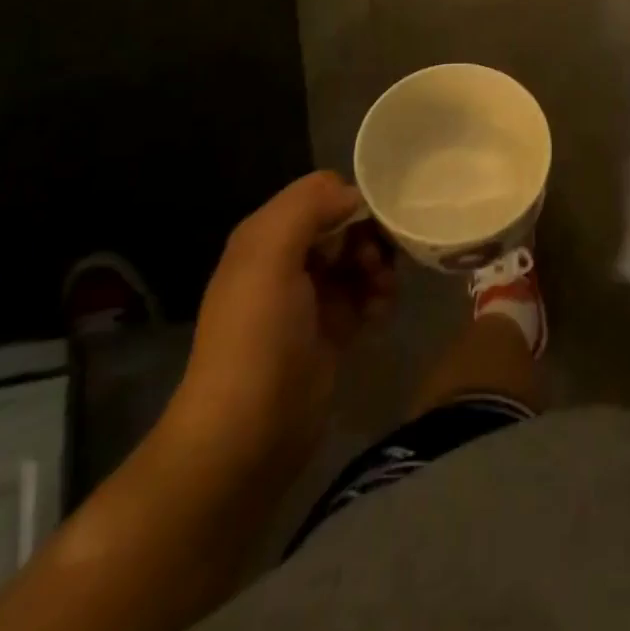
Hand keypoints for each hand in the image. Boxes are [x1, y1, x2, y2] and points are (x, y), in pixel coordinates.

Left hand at [165, 171, 396, 475]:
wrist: (246, 436)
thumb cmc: (257, 336)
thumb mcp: (269, 256)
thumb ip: (307, 207)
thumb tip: (352, 195)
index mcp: (266, 236)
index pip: (320, 194)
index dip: (350, 200)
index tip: (374, 221)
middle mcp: (287, 260)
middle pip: (344, 225)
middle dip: (369, 236)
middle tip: (380, 263)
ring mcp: (309, 299)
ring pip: (358, 260)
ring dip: (379, 267)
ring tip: (384, 291)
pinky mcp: (330, 332)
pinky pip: (364, 297)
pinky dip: (378, 298)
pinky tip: (382, 313)